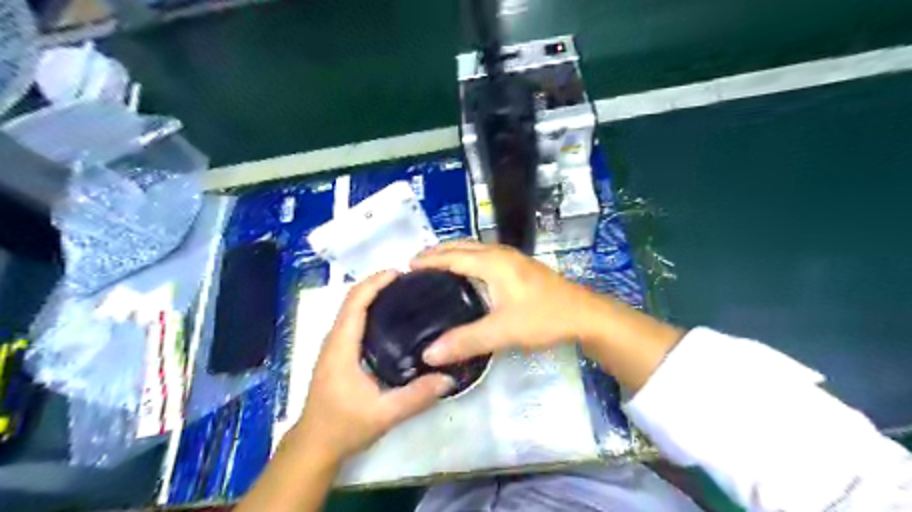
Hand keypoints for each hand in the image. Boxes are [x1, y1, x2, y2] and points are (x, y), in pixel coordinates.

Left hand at [292, 270, 454, 466]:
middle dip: (377, 284)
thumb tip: (449, 378)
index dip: (374, 283)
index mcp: (341, 347)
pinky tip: (392, 318)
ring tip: (404, 293)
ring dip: (373, 295)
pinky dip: (370, 309)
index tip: (400, 272)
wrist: (315, 445)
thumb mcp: (384, 414)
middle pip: (352, 300)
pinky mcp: (338, 354)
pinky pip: (353, 321)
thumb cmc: (344, 427)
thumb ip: (417, 397)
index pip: (354, 303)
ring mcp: (334, 347)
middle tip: (409, 281)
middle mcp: (334, 340)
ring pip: (351, 309)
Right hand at [413, 243, 603, 365]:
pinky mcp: (520, 267)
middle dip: (438, 251)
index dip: (429, 260)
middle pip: (462, 246)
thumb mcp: (503, 331)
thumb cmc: (543, 318)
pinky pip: (485, 255)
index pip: (452, 256)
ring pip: (475, 249)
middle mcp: (500, 254)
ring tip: (436, 266)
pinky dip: (468, 258)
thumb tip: (428, 354)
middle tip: (416, 264)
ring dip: (454, 253)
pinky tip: (467, 274)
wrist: (584, 314)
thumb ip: (466, 341)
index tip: (406, 266)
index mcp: (493, 262)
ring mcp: (513, 258)